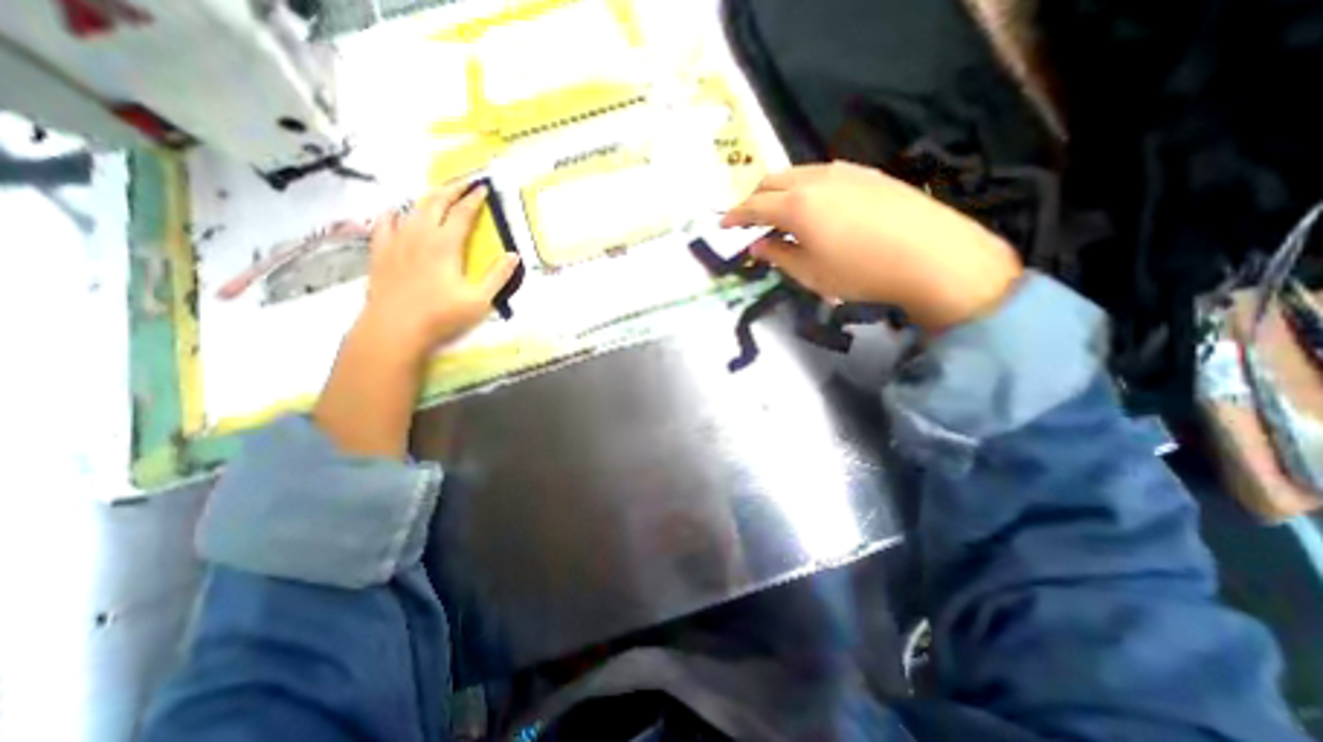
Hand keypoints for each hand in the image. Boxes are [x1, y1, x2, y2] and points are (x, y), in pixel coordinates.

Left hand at [357, 179, 522, 366]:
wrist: (395, 327)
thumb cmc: (441, 315)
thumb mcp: (479, 300)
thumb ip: (497, 276)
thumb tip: (513, 255)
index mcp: (445, 245)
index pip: (462, 213)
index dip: (474, 199)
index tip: (483, 188)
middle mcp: (420, 235)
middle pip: (435, 202)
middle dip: (451, 189)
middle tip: (464, 182)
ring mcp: (397, 241)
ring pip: (412, 209)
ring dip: (428, 198)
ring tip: (438, 194)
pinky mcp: (380, 252)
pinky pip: (384, 223)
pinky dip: (393, 213)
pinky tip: (396, 211)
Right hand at [724, 164, 1020, 335]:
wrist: (931, 255)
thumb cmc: (860, 272)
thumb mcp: (810, 273)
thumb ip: (778, 255)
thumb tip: (757, 245)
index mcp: (796, 205)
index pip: (753, 205)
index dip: (735, 215)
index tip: (723, 224)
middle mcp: (816, 179)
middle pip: (772, 180)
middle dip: (754, 198)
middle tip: (749, 219)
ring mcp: (844, 171)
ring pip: (797, 173)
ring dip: (780, 190)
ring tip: (779, 212)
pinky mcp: (867, 173)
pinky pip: (822, 173)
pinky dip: (805, 187)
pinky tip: (814, 205)